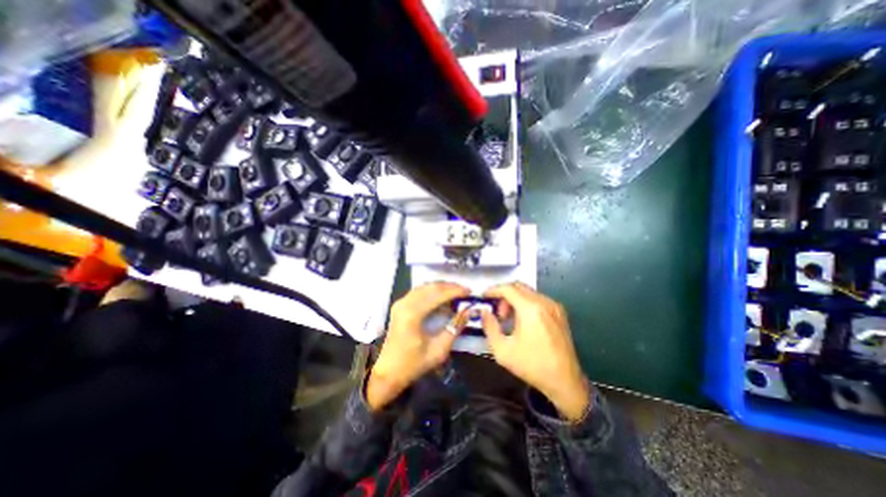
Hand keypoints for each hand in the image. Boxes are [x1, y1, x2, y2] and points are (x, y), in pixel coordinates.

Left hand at [367, 282, 470, 409]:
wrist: (389, 372)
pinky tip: (442, 298)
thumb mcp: (438, 350)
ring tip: (456, 293)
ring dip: (441, 288)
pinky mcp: (400, 305)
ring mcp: (401, 302)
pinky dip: (432, 291)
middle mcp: (405, 303)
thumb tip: (468, 311)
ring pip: (425, 287)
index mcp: (412, 314)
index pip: (438, 294)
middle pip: (431, 287)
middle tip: (465, 291)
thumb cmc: (413, 363)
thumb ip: (455, 328)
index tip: (470, 292)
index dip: (455, 291)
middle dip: (450, 287)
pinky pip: (419, 291)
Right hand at [482, 284, 589, 419]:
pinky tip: (523, 321)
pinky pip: (538, 299)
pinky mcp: (560, 313)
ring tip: (509, 320)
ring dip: (515, 300)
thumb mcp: (502, 350)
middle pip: (518, 287)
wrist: (565, 382)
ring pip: (528, 292)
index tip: (484, 297)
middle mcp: (544, 302)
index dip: (493, 290)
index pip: (508, 289)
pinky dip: (526, 304)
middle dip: (504, 295)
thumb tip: (484, 312)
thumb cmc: (532, 366)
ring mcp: (554, 306)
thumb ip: (489, 327)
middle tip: (498, 313)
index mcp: (530, 309)